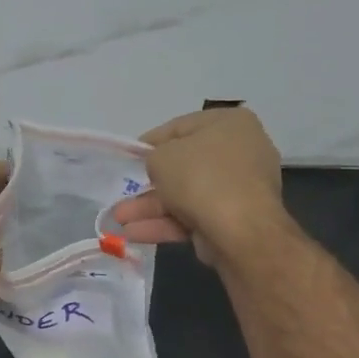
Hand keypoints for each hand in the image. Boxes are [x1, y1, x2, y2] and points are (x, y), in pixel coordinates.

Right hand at [113, 108, 285, 265]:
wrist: (240, 229)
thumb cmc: (201, 176)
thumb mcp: (163, 156)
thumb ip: (154, 158)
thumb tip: (161, 168)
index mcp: (230, 124)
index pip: (181, 127)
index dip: (151, 143)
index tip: (129, 157)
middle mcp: (240, 152)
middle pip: (183, 166)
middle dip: (148, 185)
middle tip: (123, 193)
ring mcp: (238, 188)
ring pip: (185, 195)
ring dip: (150, 208)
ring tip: (119, 220)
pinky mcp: (234, 220)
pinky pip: (194, 216)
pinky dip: (165, 224)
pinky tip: (134, 233)